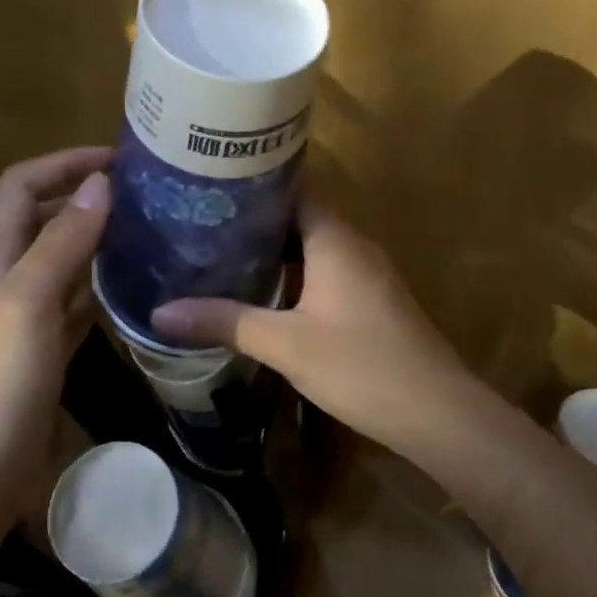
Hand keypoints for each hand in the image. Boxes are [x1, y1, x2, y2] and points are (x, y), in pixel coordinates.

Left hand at [0, 147, 112, 524]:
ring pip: (62, 262)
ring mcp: (24, 319)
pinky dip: (100, 287)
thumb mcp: (25, 303)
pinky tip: (133, 287)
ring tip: (148, 231)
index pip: (22, 186)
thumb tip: (98, 183)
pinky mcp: (43, 353)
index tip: (119, 159)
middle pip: (42, 219)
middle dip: (85, 196)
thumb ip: (61, 243)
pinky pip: (75, 305)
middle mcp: (4, 280)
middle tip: (144, 193)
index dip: (64, 163)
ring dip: (97, 240)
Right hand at [150, 198, 489, 456]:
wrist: (436, 413)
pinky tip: (260, 294)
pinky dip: (291, 275)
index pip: (291, 187)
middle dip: (252, 220)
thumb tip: (160, 313)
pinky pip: (323, 272)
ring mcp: (365, 273)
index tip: (207, 185)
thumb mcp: (286, 345)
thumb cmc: (361, 366)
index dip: (251, 183)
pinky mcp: (369, 300)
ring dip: (271, 251)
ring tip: (218, 254)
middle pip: (297, 216)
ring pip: (310, 247)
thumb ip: (225, 323)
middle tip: (199, 223)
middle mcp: (353, 244)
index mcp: (335, 238)